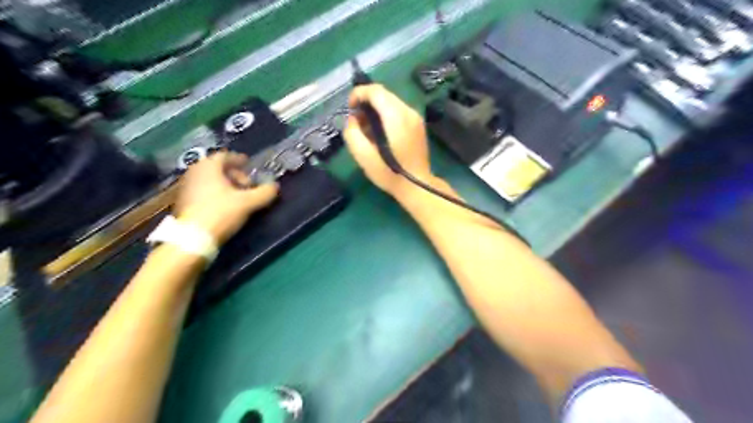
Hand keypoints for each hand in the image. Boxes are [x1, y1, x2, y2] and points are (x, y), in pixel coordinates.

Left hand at [173, 153, 278, 244]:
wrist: (192, 239)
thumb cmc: (221, 213)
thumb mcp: (248, 203)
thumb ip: (264, 193)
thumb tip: (275, 186)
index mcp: (208, 167)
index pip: (225, 156)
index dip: (239, 159)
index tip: (249, 165)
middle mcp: (194, 172)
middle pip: (217, 168)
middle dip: (234, 174)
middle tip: (247, 185)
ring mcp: (186, 187)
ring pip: (209, 180)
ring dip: (225, 185)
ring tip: (238, 197)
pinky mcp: (183, 202)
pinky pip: (202, 191)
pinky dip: (215, 193)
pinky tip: (224, 206)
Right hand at [343, 84, 432, 197]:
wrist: (417, 186)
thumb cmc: (389, 173)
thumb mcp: (363, 157)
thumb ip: (352, 133)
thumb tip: (352, 119)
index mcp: (396, 117)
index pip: (375, 91)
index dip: (358, 93)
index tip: (350, 108)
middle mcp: (408, 112)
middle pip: (384, 94)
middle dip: (366, 102)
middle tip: (356, 120)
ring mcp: (416, 118)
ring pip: (391, 102)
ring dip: (376, 109)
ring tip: (367, 128)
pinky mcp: (418, 125)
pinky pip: (399, 111)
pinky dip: (386, 115)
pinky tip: (381, 133)